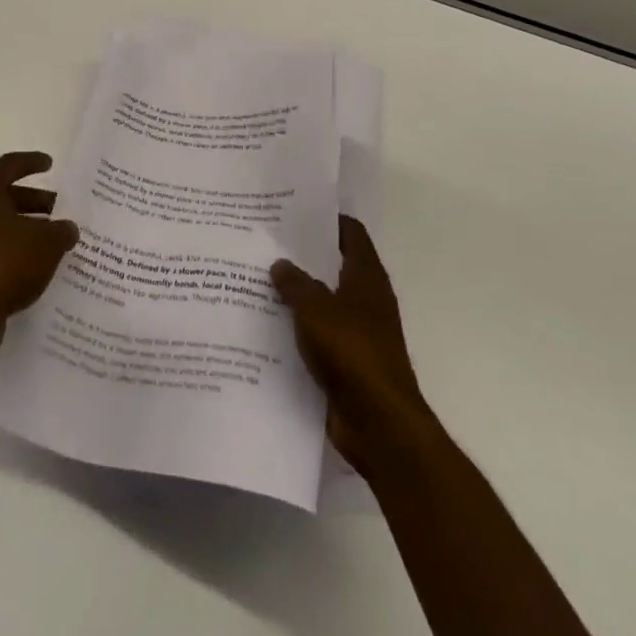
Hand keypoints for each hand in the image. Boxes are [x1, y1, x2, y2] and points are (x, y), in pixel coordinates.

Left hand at [0, 151, 79, 365]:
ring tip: (50, 240)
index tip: (50, 164)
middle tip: (57, 208)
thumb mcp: (46, 243)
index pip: (8, 165)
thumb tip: (67, 228)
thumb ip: (61, 231)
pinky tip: (33, 267)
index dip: (31, 162)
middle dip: (31, 200)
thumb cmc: (5, 264)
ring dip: (22, 228)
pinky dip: (11, 251)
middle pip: (2, 196)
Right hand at [272, 216, 424, 473]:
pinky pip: (317, 336)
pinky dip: (296, 329)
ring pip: (322, 302)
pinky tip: (265, 324)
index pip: (350, 232)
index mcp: (366, 277)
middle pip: (333, 266)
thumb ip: (295, 283)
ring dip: (296, 295)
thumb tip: (280, 264)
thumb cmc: (352, 352)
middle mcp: (365, 300)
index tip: (292, 210)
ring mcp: (358, 333)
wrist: (379, 425)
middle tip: (264, 242)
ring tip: (256, 279)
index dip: (326, 218)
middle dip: (302, 256)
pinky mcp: (346, 363)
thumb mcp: (315, 308)